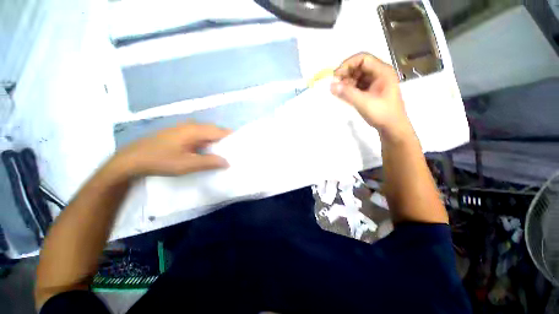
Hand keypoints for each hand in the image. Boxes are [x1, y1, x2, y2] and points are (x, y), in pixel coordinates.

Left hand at [114, 123, 230, 176]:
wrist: (132, 159)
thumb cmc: (160, 160)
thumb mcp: (187, 164)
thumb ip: (209, 162)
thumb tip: (228, 162)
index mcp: (195, 130)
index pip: (221, 132)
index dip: (232, 139)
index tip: (241, 148)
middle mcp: (192, 126)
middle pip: (216, 131)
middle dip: (226, 141)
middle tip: (234, 153)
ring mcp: (185, 129)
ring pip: (208, 134)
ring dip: (217, 143)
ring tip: (224, 154)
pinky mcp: (181, 135)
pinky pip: (200, 137)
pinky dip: (208, 144)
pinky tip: (208, 153)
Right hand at [330, 53, 412, 140]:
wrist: (392, 127)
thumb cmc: (382, 113)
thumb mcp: (363, 103)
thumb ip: (347, 93)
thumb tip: (331, 85)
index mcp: (382, 71)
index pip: (362, 59)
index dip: (347, 64)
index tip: (335, 75)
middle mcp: (379, 73)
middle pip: (359, 66)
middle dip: (346, 74)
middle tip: (335, 84)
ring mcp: (376, 82)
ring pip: (358, 76)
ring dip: (347, 82)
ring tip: (338, 91)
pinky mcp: (372, 91)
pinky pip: (358, 85)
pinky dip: (350, 88)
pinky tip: (344, 94)